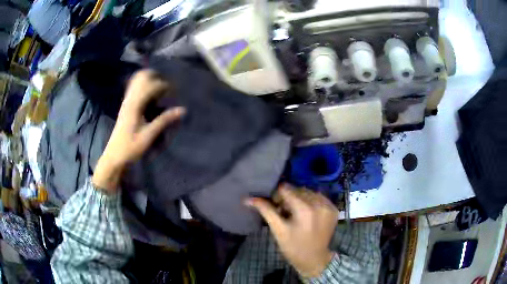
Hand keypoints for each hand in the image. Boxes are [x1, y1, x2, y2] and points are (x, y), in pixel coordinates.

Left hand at [92, 70, 184, 192]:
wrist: (114, 157)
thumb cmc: (131, 148)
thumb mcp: (149, 135)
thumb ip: (164, 120)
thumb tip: (182, 110)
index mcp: (135, 105)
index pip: (152, 85)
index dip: (164, 85)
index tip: (174, 92)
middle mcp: (129, 99)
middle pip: (141, 76)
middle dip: (155, 77)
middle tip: (166, 86)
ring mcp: (126, 102)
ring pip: (137, 81)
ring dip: (149, 80)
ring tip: (159, 88)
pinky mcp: (125, 107)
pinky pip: (134, 89)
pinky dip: (143, 86)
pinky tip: (150, 96)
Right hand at [246, 184, 337, 277]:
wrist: (315, 259)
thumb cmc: (293, 247)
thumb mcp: (278, 230)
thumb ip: (265, 211)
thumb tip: (248, 199)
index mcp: (305, 209)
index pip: (286, 189)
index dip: (277, 196)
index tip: (276, 207)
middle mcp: (319, 203)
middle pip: (298, 189)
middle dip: (289, 198)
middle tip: (285, 212)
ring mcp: (329, 205)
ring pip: (309, 192)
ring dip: (300, 198)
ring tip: (296, 213)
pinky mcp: (334, 208)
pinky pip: (319, 197)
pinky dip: (311, 201)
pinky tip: (308, 213)